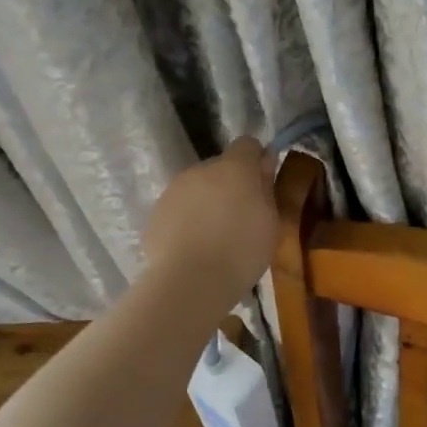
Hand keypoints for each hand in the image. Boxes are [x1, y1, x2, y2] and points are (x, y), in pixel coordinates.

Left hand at [141, 137, 277, 301]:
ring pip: (196, 188)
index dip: (256, 160)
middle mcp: (201, 170)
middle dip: (230, 185)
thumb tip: (265, 160)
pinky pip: (178, 209)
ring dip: (207, 203)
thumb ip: (267, 186)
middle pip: (220, 167)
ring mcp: (173, 190)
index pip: (247, 144)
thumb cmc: (242, 251)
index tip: (262, 184)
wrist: (190, 282)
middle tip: (241, 218)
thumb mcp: (271, 221)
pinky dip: (187, 221)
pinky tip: (193, 249)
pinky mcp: (155, 213)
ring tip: (215, 238)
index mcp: (234, 167)